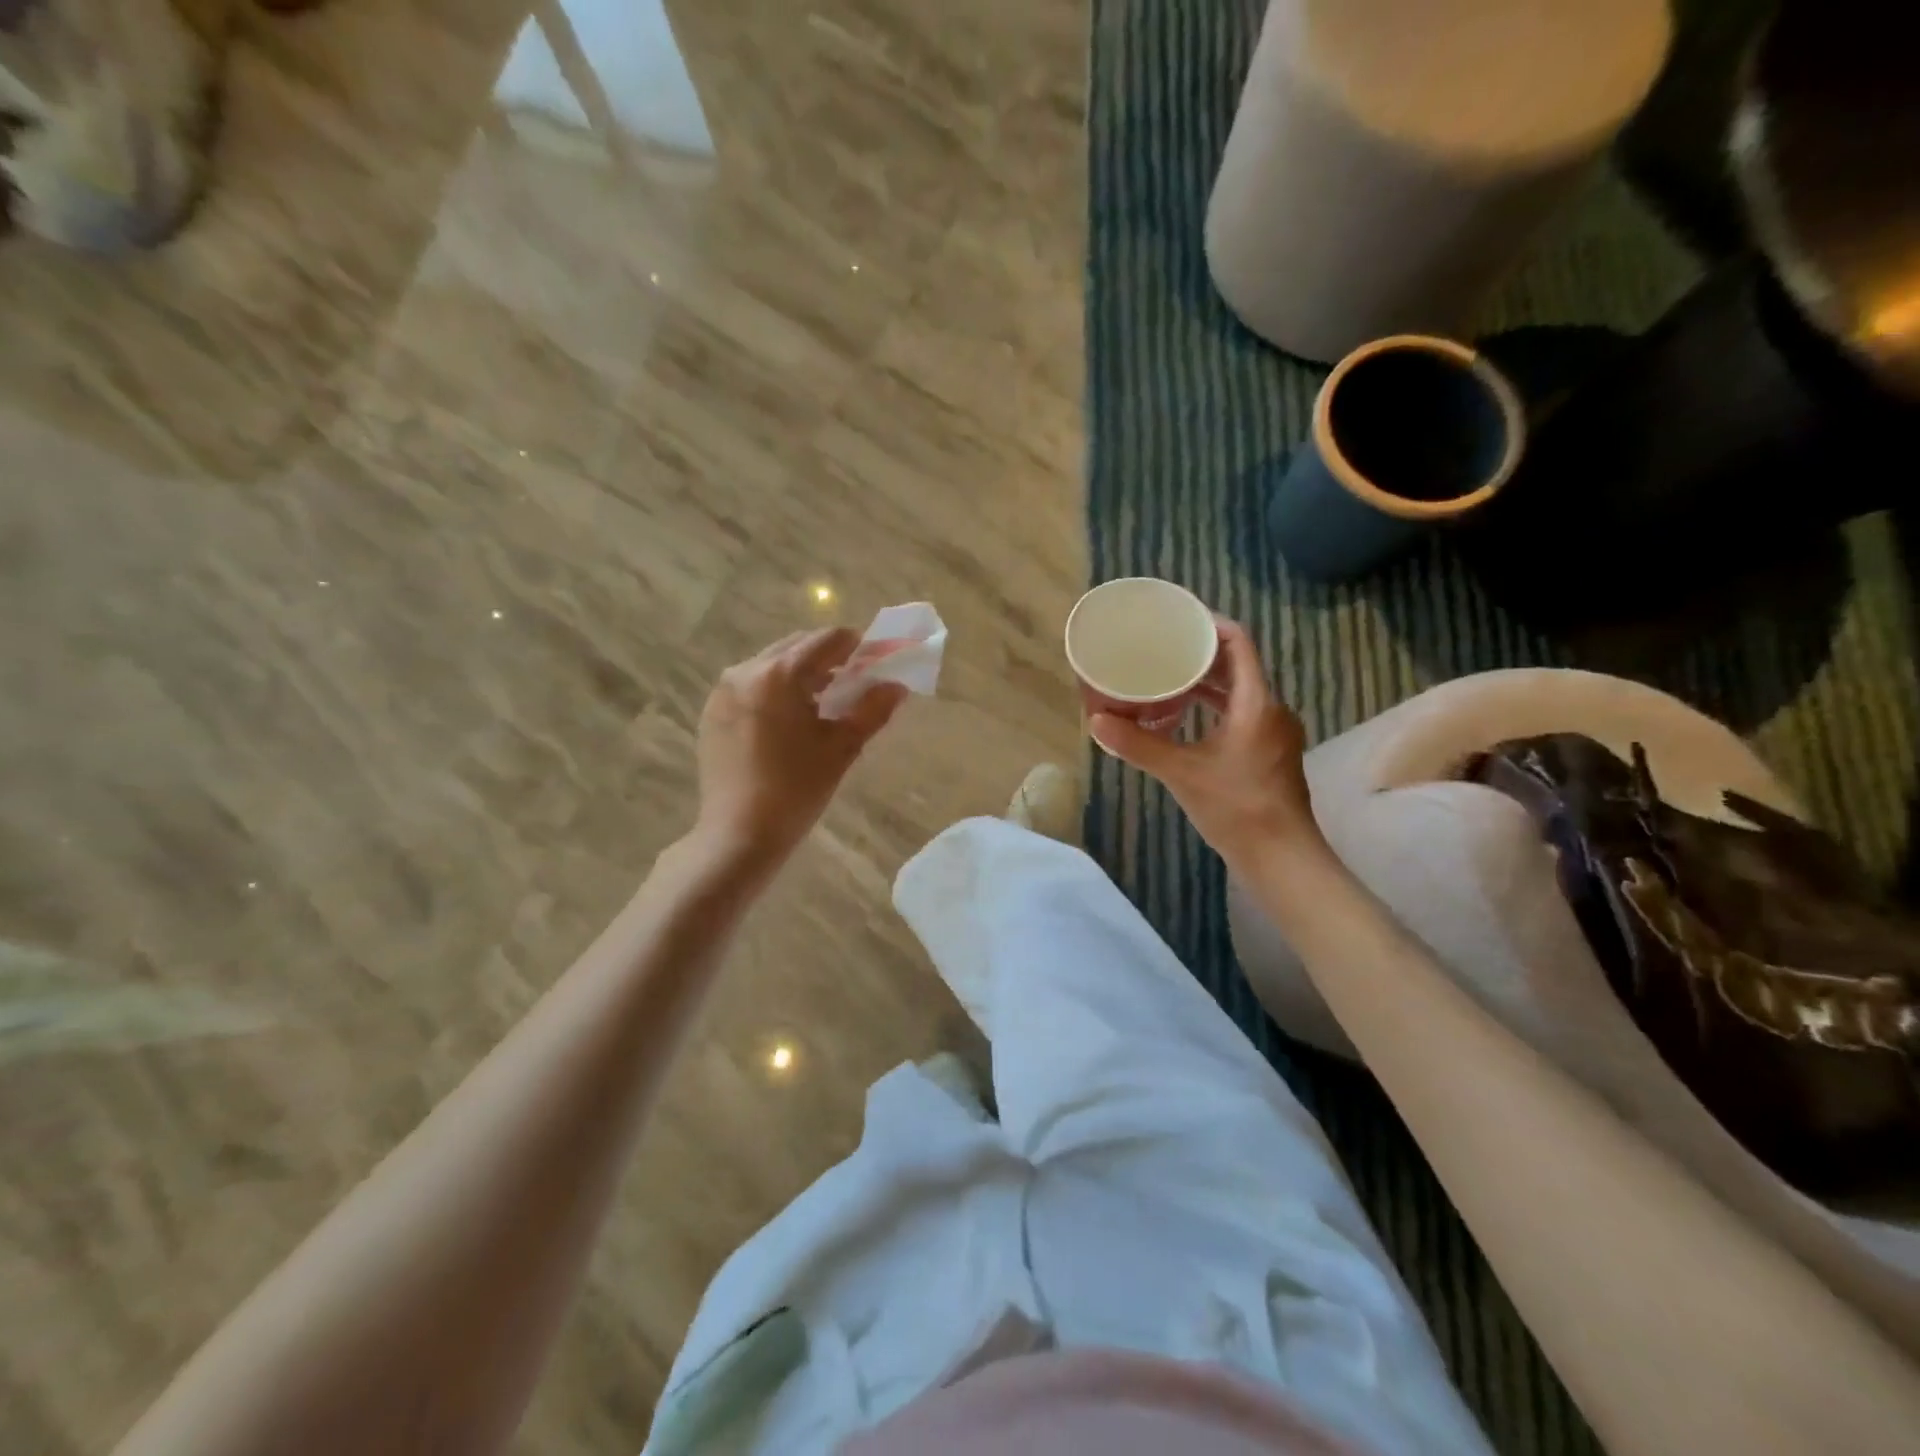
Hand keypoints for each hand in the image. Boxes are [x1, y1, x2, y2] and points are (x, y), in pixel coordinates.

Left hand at [692, 627, 906, 868]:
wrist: (739, 834)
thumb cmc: (796, 790)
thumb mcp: (842, 748)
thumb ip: (873, 710)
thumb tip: (897, 686)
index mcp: (780, 674)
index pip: (828, 640)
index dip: (857, 647)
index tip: (874, 664)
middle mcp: (745, 671)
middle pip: (797, 646)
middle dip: (828, 659)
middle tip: (852, 685)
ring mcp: (723, 691)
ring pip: (771, 664)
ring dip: (800, 674)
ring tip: (821, 705)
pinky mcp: (712, 712)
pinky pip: (751, 685)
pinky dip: (774, 691)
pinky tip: (788, 723)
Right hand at [1090, 619, 1321, 864]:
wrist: (1281, 856)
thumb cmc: (1237, 808)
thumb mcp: (1181, 773)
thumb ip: (1139, 744)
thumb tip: (1095, 721)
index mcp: (1257, 703)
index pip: (1239, 643)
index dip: (1211, 625)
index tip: (1179, 619)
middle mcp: (1271, 709)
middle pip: (1237, 666)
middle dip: (1200, 654)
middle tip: (1162, 648)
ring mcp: (1273, 732)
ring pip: (1238, 692)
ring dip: (1205, 683)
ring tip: (1166, 678)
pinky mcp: (1269, 752)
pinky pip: (1240, 713)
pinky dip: (1213, 708)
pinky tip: (1183, 718)